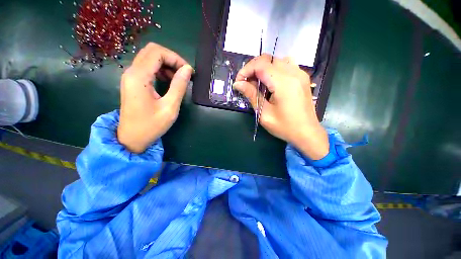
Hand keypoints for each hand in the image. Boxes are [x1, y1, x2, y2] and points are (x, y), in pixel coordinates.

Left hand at [117, 43, 193, 152]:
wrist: (131, 138)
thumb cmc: (151, 125)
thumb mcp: (170, 107)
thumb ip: (179, 86)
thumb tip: (188, 69)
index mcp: (139, 77)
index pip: (157, 52)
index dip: (175, 58)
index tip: (188, 71)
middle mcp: (131, 71)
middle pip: (152, 51)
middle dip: (171, 59)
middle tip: (184, 73)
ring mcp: (130, 76)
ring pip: (149, 58)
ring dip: (166, 64)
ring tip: (178, 78)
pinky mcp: (132, 82)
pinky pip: (147, 67)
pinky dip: (160, 70)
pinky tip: (168, 81)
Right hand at [233, 54, 328, 159]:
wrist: (307, 133)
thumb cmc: (285, 127)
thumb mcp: (264, 114)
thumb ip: (252, 95)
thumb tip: (238, 84)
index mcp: (284, 83)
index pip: (260, 65)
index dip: (246, 70)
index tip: (239, 82)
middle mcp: (293, 73)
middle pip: (268, 59)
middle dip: (252, 69)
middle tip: (246, 83)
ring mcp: (300, 73)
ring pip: (276, 60)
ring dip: (263, 68)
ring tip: (257, 83)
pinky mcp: (302, 77)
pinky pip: (285, 64)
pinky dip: (273, 69)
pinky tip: (271, 82)